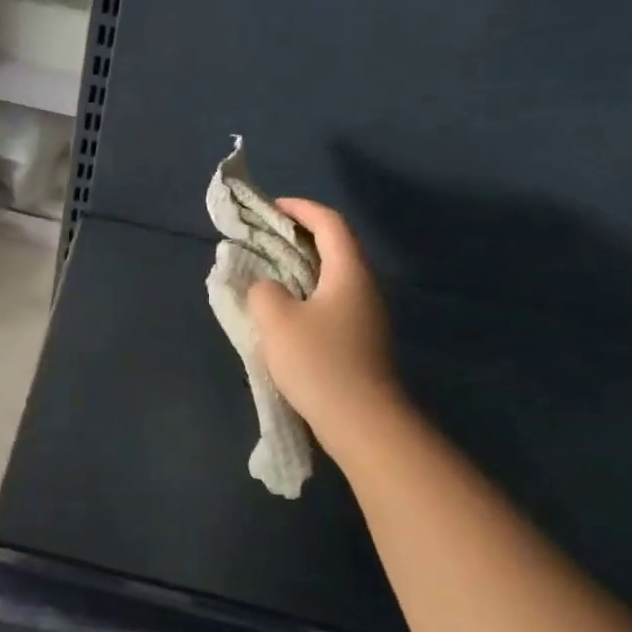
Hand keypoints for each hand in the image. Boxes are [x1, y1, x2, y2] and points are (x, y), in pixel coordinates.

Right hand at [247, 198, 401, 446]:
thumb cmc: (320, 363)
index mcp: (349, 272)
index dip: (301, 209)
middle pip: (335, 247)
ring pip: (333, 277)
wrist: (364, 423)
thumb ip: (264, 291)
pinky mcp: (362, 341)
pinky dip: (308, 294)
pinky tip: (286, 313)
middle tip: (265, 239)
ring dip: (302, 268)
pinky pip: (333, 302)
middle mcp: (364, 287)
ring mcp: (367, 316)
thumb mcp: (277, 320)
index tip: (272, 208)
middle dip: (299, 236)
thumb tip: (269, 288)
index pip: (329, 223)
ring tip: (269, 273)